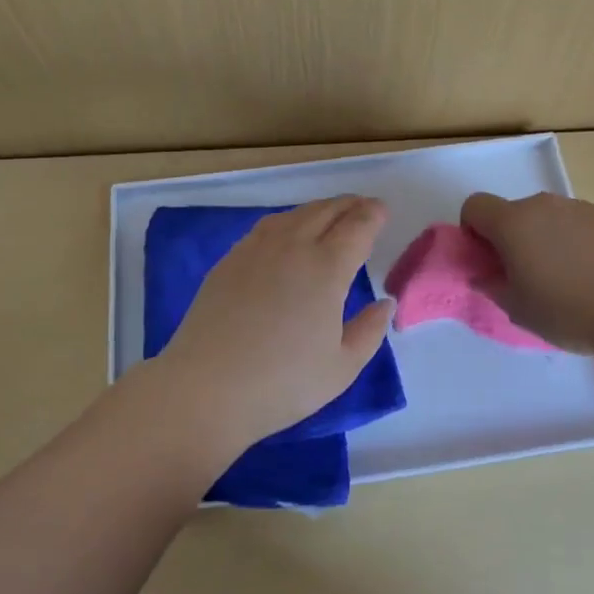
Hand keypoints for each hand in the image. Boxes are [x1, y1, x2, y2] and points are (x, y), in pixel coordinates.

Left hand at [143, 197, 394, 460]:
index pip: (357, 227)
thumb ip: (370, 330)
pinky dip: (288, 221)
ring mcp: (257, 249)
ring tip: (329, 215)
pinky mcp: (230, 260)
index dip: (373, 215)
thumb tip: (385, 302)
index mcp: (327, 268)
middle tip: (362, 207)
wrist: (208, 388)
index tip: (382, 210)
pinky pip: (267, 227)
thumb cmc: (283, 383)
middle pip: (326, 211)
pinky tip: (287, 234)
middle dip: (349, 205)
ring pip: (295, 214)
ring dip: (318, 209)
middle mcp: (293, 246)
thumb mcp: (341, 367)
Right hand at [461, 192, 593, 357]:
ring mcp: (577, 207)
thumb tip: (485, 275)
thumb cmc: (569, 311)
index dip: (472, 230)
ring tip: (563, 278)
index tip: (487, 260)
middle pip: (511, 212)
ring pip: (544, 218)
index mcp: (512, 223)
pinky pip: (574, 223)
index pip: (475, 206)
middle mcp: (541, 205)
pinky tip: (591, 274)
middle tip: (525, 276)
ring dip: (542, 239)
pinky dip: (572, 241)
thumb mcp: (518, 310)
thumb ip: (492, 286)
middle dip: (509, 238)